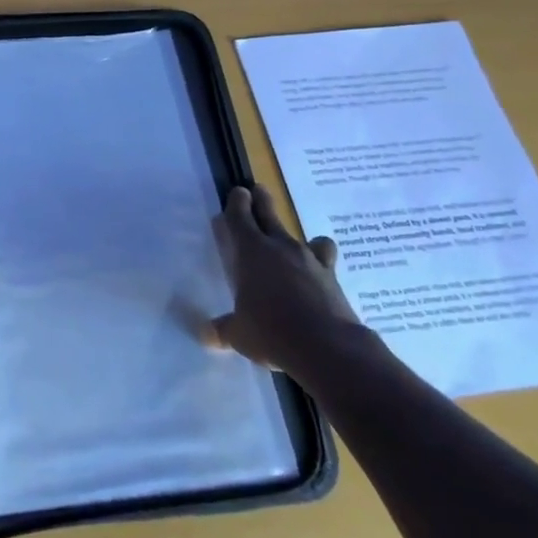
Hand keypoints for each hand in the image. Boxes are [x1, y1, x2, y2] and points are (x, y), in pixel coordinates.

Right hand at [209, 184, 365, 376]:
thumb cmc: (271, 332)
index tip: (237, 192)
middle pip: (270, 214)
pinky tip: (317, 276)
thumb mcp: (238, 333)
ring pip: (305, 237)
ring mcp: (310, 260)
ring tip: (298, 244)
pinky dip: (320, 263)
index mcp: (251, 251)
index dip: (236, 203)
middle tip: (257, 190)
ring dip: (298, 237)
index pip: (240, 217)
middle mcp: (280, 247)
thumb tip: (205, 334)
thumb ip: (222, 329)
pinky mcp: (333, 278)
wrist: (328, 347)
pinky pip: (325, 261)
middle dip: (262, 200)